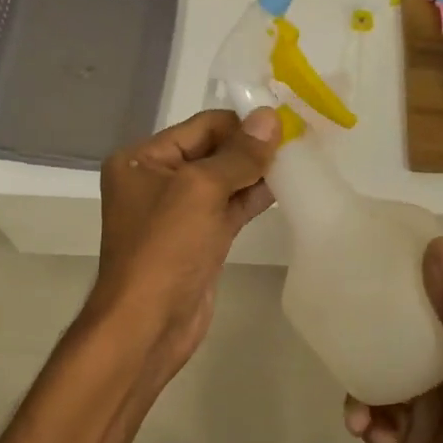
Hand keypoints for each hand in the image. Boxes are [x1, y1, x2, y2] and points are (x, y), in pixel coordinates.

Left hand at [85, 108, 280, 370]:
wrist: (148, 325)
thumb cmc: (165, 248)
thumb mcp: (200, 190)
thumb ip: (239, 154)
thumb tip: (270, 116)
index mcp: (143, 159)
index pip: (201, 126)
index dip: (242, 124)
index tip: (285, 123)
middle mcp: (158, 179)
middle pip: (214, 150)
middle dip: (252, 147)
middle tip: (299, 140)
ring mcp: (179, 212)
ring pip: (225, 180)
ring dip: (258, 171)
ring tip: (299, 160)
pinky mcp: (200, 238)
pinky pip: (230, 207)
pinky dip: (255, 196)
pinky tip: (287, 187)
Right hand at [344, 238, 442, 442]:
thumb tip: (437, 244)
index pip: (430, 295)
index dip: (401, 278)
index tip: (363, 264)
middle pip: (396, 338)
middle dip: (366, 344)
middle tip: (339, 347)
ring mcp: (431, 402)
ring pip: (382, 381)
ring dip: (364, 397)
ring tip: (358, 419)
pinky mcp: (418, 437)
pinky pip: (383, 419)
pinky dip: (373, 427)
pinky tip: (375, 441)